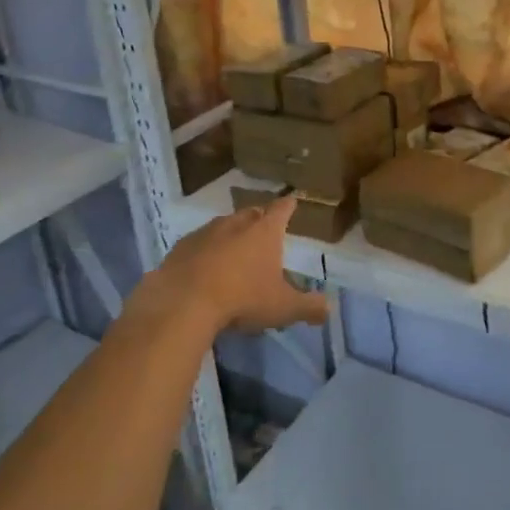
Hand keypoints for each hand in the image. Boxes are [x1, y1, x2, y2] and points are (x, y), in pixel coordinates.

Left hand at [135, 196, 327, 333]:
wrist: (184, 303)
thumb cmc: (243, 299)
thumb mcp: (283, 308)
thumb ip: (309, 307)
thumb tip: (329, 309)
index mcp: (265, 232)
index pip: (282, 210)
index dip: (288, 205)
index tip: (292, 200)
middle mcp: (235, 224)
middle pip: (251, 213)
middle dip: (259, 218)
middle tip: (264, 228)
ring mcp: (205, 233)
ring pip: (222, 225)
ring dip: (230, 234)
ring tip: (234, 250)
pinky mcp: (180, 248)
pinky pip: (197, 243)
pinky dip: (204, 250)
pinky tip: (203, 267)